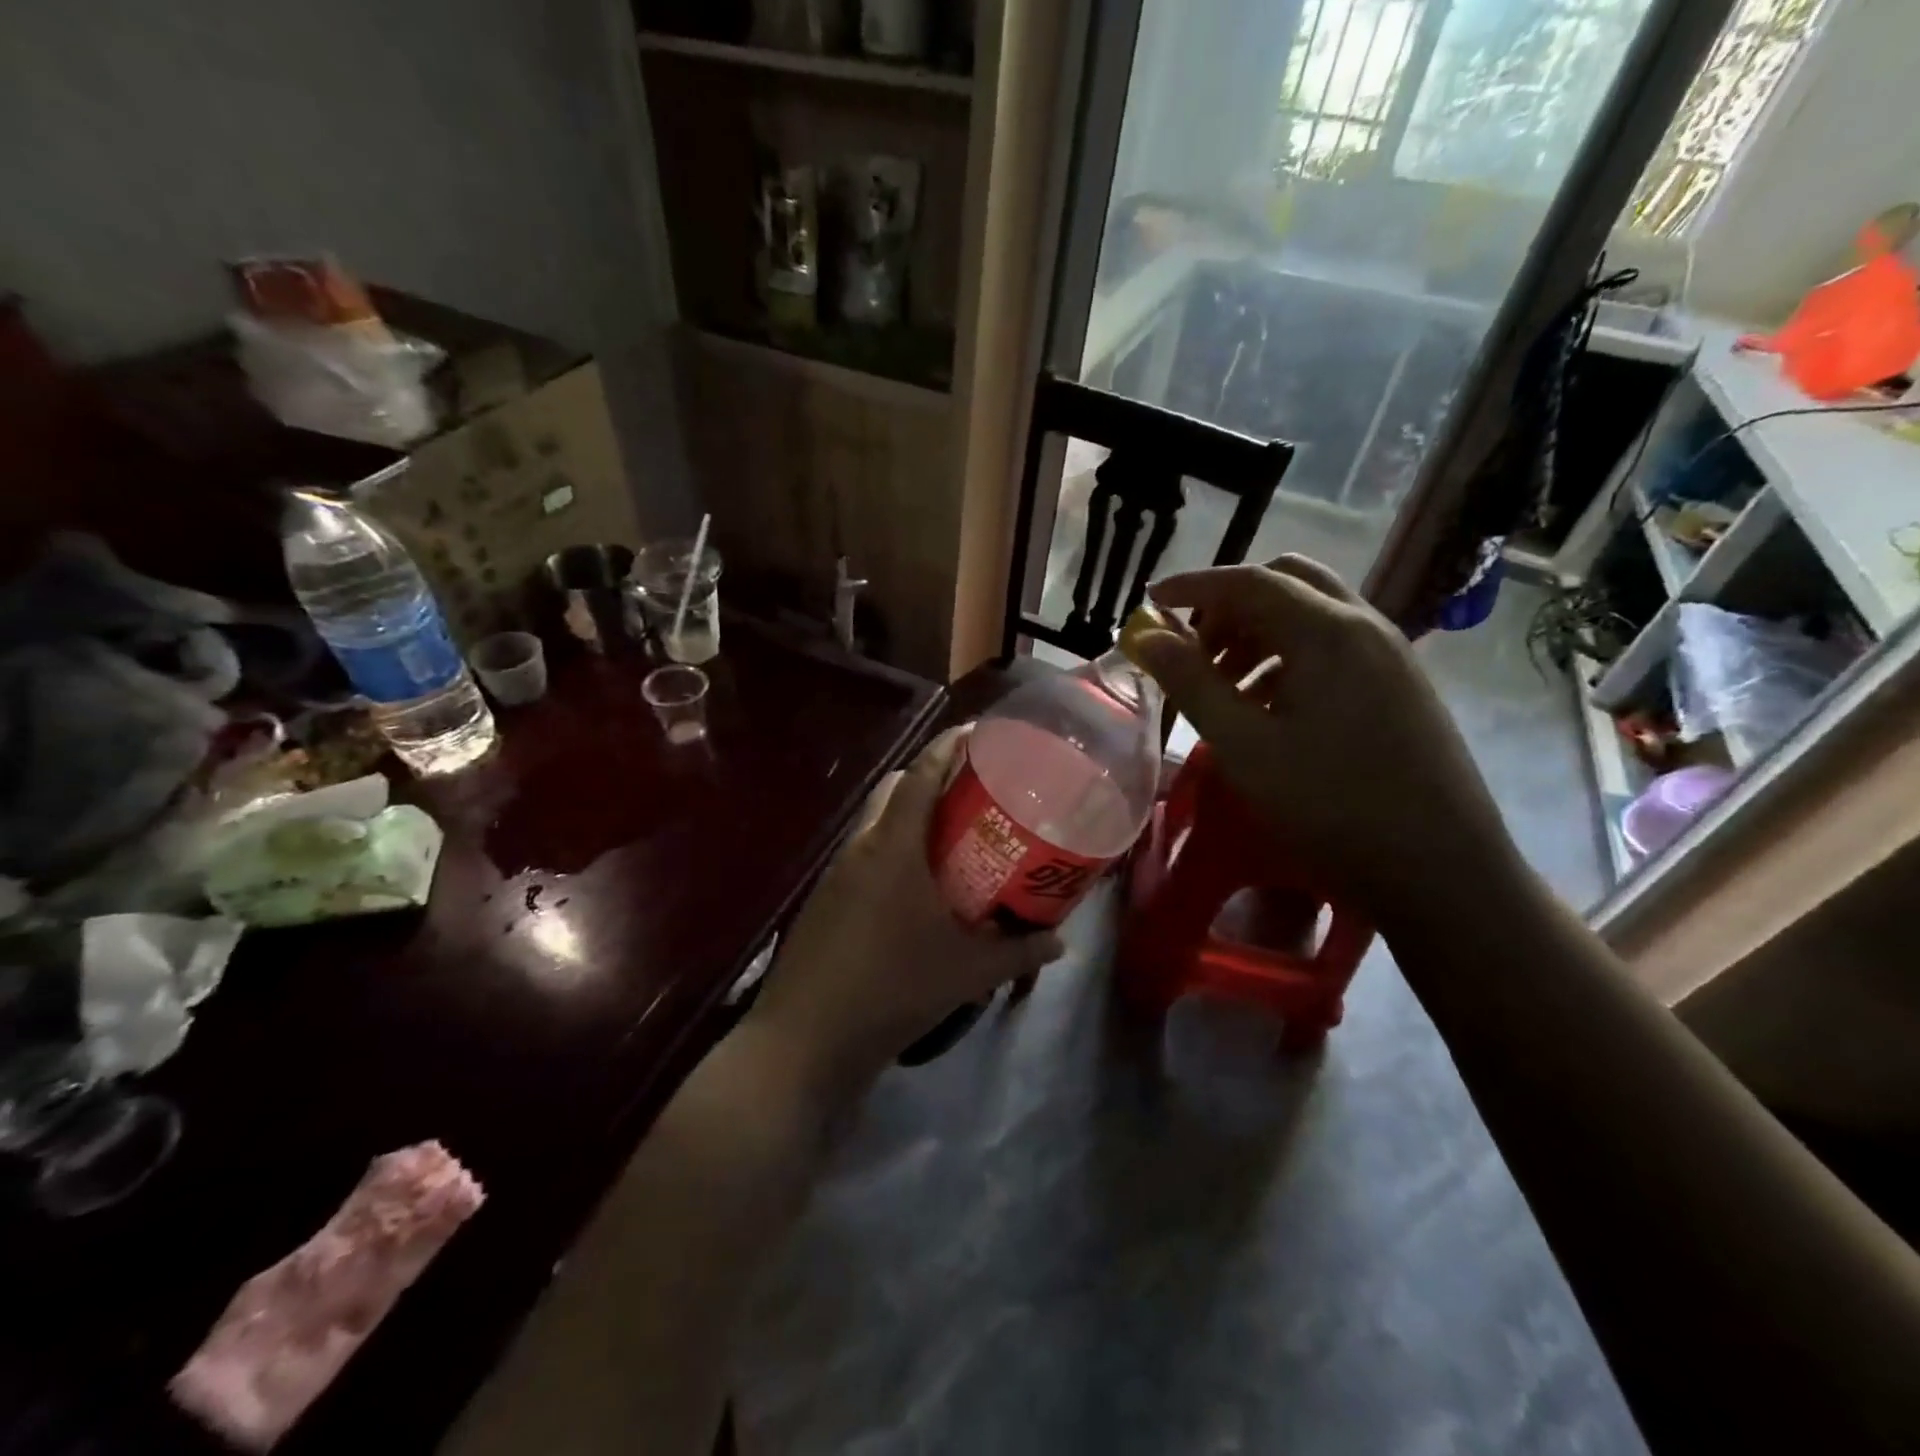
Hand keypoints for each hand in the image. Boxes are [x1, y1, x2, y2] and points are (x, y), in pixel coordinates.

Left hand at [748, 727, 1061, 1097]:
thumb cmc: (893, 989)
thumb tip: (1060, 940)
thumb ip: (1018, 951)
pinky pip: (863, 857)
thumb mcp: (967, 971)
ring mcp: (836, 873)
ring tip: (951, 841)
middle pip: (894, 790)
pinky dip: (891, 853)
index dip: (948, 747)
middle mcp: (860, 847)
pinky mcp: (824, 900)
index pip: (920, 775)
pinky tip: (915, 889)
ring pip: (875, 823)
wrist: (807, 1039)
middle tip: (974, 796)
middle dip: (930, 780)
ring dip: (909, 819)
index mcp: (893, 847)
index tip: (977, 735)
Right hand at [1128, 556, 1518, 926]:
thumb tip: (1147, 636)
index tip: (1149, 601)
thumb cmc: (1331, 805)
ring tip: (1224, 687)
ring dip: (1258, 633)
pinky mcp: (1400, 685)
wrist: (1442, 869)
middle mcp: (1364, 626)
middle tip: (1194, 649)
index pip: (1249, 581)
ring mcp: (1390, 654)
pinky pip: (1334, 646)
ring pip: (1312, 614)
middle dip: (1231, 606)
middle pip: (1287, 583)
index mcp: (1327, 631)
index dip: (1193, 585)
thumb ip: (1191, 683)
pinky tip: (1269, 708)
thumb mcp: (1244, 746)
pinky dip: (1289, 656)